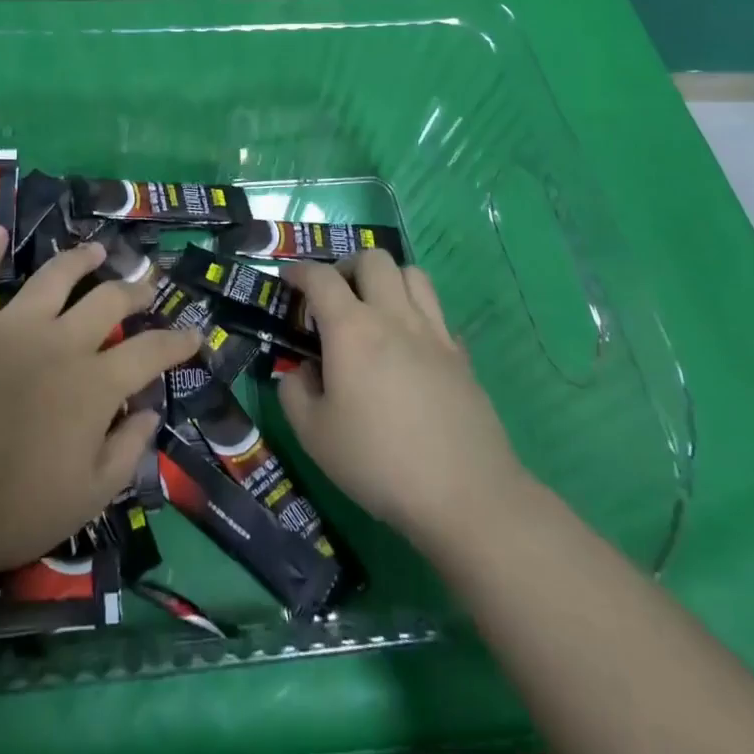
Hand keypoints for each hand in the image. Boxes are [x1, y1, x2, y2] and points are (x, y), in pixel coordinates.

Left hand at [0, 228, 200, 585]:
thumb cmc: (12, 511)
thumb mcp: (89, 497)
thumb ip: (128, 451)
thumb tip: (150, 411)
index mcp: (95, 383)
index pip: (150, 352)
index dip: (177, 341)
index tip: (194, 333)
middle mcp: (61, 341)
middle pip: (108, 301)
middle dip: (134, 288)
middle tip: (147, 282)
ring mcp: (12, 327)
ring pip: (55, 277)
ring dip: (79, 259)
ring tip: (95, 250)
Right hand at [277, 251, 528, 557]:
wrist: (465, 494)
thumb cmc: (379, 462)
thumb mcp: (314, 436)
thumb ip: (294, 394)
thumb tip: (301, 372)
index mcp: (351, 329)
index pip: (321, 278)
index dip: (299, 271)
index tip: (288, 279)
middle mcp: (393, 316)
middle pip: (373, 259)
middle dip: (348, 267)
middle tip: (335, 296)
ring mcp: (433, 332)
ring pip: (412, 274)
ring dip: (388, 280)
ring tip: (375, 309)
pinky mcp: (461, 355)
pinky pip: (437, 312)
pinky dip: (418, 314)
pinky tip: (410, 346)